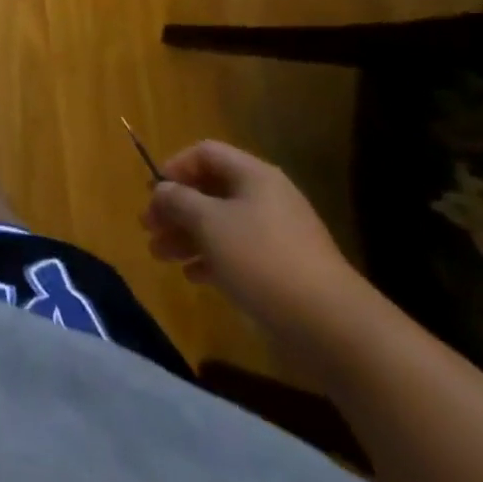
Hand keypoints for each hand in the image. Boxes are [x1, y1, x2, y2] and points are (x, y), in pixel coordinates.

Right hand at [141, 140, 369, 351]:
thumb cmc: (263, 260)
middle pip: (210, 190)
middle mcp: (267, 197)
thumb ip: (178, 200)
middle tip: (148, 228)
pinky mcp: (284, 269)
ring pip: (221, 223)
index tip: (153, 193)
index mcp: (253, 176)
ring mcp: (278, 235)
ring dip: (187, 235)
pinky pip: (238, 252)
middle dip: (175, 208)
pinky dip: (212, 258)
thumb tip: (162, 189)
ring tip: (161, 256)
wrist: (334, 327)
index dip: (175, 167)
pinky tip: (194, 276)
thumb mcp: (209, 223)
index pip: (205, 153)